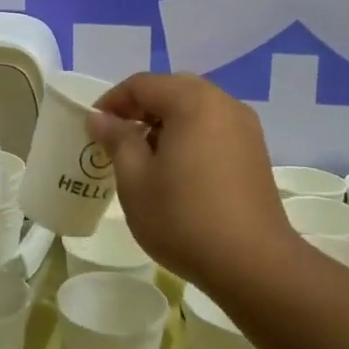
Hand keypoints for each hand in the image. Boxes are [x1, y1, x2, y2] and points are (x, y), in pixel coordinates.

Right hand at [88, 73, 292, 285]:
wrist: (253, 264)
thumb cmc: (183, 217)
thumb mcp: (135, 179)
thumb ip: (117, 140)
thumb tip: (101, 118)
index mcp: (193, 101)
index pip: (142, 84)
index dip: (112, 102)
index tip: (93, 128)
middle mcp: (224, 103)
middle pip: (172, 90)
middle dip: (140, 109)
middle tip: (118, 139)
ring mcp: (245, 128)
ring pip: (195, 109)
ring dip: (165, 123)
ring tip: (145, 158)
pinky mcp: (254, 152)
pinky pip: (213, 128)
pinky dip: (189, 136)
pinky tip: (177, 171)